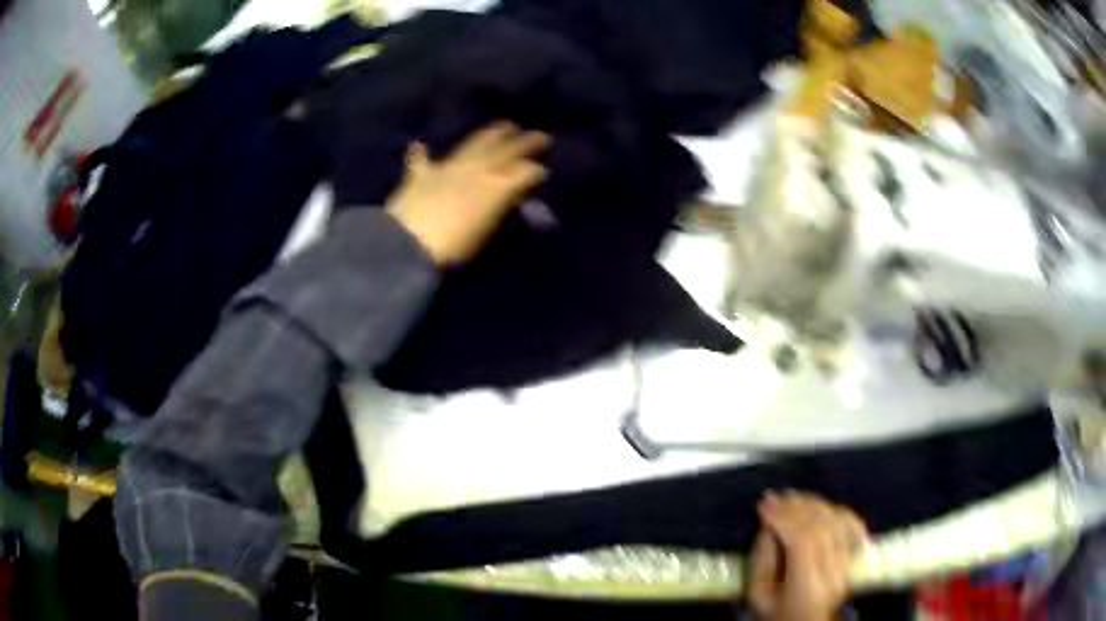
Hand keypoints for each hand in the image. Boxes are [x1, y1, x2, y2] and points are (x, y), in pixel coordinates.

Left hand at [386, 121, 549, 265]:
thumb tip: (516, 203)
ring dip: (490, 135)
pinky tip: (419, 144)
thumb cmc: (456, 248)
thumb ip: (505, 213)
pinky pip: (421, 160)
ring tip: (504, 126)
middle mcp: (477, 169)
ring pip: (474, 144)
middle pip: (505, 150)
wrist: (407, 246)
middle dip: (524, 143)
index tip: (544, 172)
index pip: (526, 172)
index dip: (536, 171)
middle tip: (539, 136)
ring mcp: (448, 168)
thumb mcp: (489, 233)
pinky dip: (421, 154)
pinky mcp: (420, 176)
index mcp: (498, 185)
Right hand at [747, 492, 867, 620]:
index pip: (802, 540)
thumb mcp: (758, 594)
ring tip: (794, 499)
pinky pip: (853, 523)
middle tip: (775, 497)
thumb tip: (768, 525)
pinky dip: (836, 510)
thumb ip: (761, 559)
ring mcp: (849, 562)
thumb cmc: (776, 613)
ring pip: (837, 520)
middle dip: (796, 506)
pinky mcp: (855, 556)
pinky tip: (822, 506)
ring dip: (814, 504)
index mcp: (808, 585)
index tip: (764, 504)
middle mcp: (834, 571)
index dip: (783, 517)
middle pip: (821, 526)